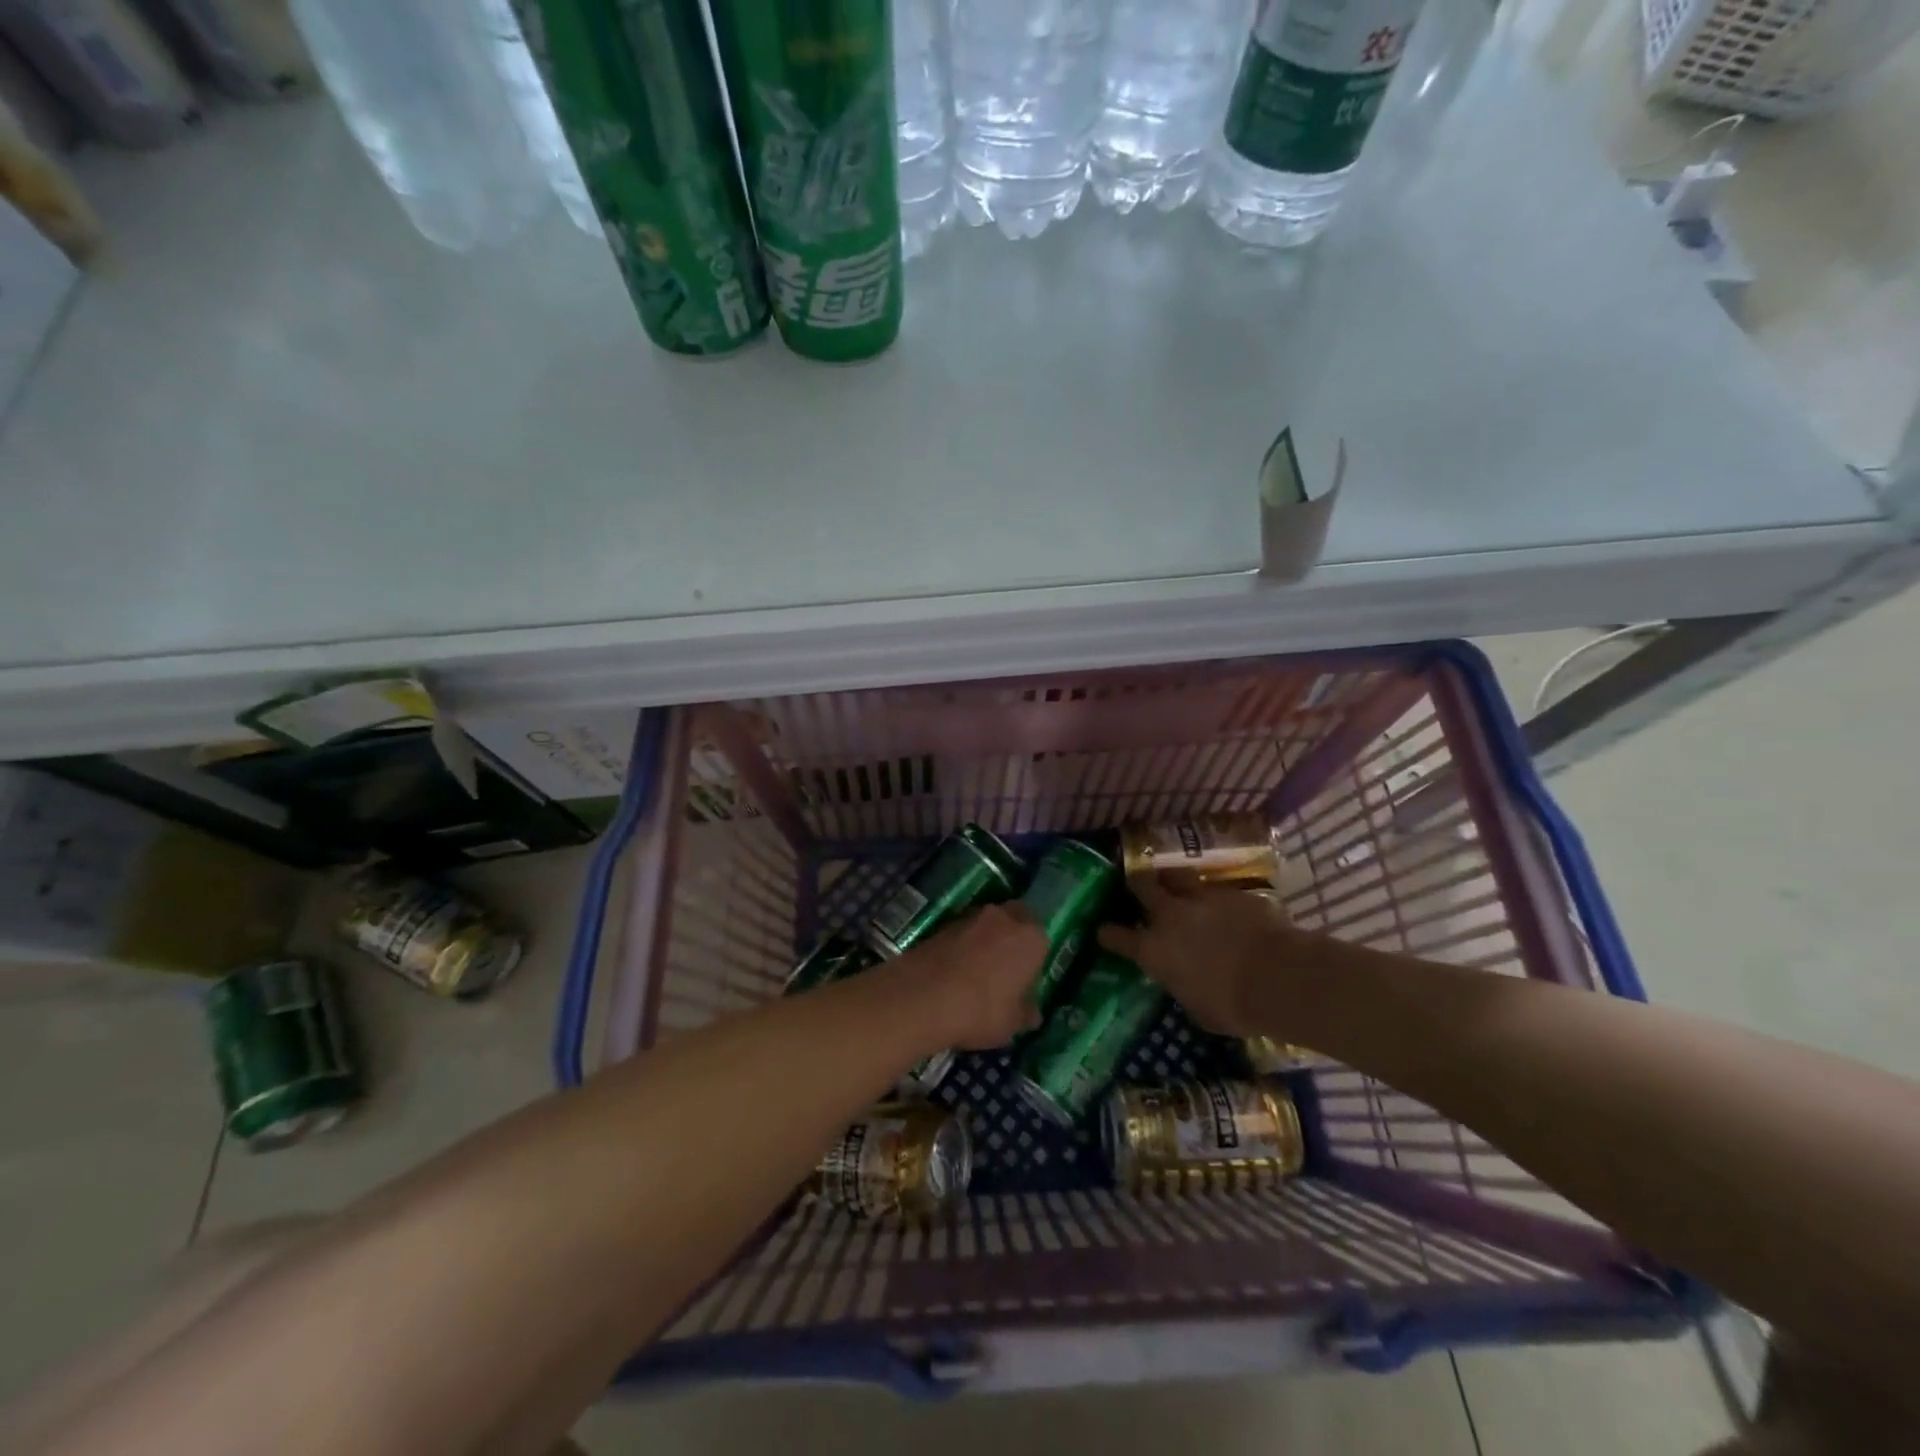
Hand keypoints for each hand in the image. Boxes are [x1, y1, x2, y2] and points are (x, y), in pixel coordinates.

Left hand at [899, 903, 1048, 1049]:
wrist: (923, 997)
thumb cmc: (982, 1010)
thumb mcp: (1013, 1023)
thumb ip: (1026, 1013)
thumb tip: (1032, 1013)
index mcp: (1031, 937)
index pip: (1042, 938)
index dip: (1034, 957)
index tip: (1026, 978)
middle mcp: (1004, 917)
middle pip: (1015, 918)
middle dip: (1012, 936)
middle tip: (1006, 967)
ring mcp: (971, 917)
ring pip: (987, 924)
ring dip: (986, 940)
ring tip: (976, 973)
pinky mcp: (943, 924)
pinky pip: (962, 933)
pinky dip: (962, 946)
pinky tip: (955, 973)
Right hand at [1097, 876, 1302, 1037]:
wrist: (1279, 978)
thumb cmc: (1233, 1007)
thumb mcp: (1197, 1008)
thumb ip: (1182, 986)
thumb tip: (1182, 980)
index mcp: (1153, 951)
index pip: (1117, 937)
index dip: (1108, 933)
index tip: (1103, 931)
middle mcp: (1170, 917)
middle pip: (1142, 886)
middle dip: (1137, 884)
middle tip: (1137, 884)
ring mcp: (1202, 899)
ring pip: (1177, 875)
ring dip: (1173, 880)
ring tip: (1176, 883)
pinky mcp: (1233, 893)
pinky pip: (1217, 889)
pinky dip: (1215, 897)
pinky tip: (1224, 905)